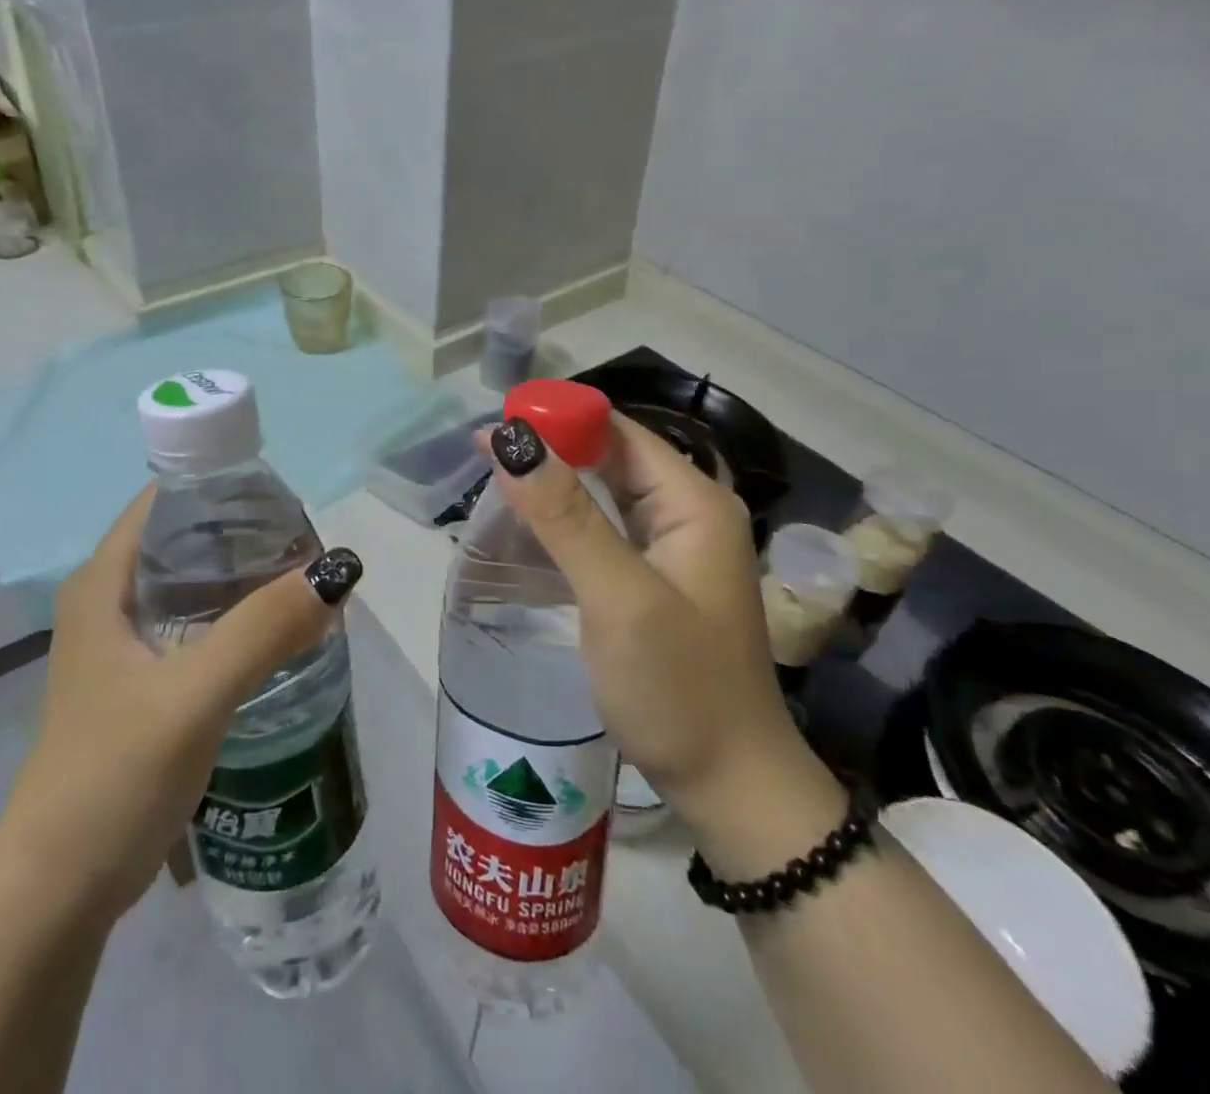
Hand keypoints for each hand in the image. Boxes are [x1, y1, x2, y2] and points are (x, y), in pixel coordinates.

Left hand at [0, 488, 363, 922]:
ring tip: (302, 581)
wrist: (57, 893)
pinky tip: (275, 634)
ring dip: (243, 580)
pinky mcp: (139, 686)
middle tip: (307, 543)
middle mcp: (107, 604)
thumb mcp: (193, 695)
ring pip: (192, 588)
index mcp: (103, 584)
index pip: (166, 501)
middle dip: (245, 535)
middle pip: (184, 541)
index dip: (223, 488)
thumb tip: (337, 570)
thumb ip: (263, 630)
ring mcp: (122, 648)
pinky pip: (195, 628)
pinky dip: (234, 620)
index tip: (284, 498)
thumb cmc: (112, 777)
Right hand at [481, 413, 819, 841]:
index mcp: (692, 503)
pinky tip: (526, 526)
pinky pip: (603, 530)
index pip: (618, 431)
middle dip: (551, 449)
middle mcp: (687, 514)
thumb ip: (565, 516)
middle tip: (480, 456)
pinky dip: (564, 521)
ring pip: (603, 493)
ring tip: (491, 482)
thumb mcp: (618, 597)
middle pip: (610, 457)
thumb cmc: (679, 690)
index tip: (494, 426)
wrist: (730, 789)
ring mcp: (672, 550)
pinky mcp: (653, 580)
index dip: (558, 419)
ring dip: (553, 484)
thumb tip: (511, 438)